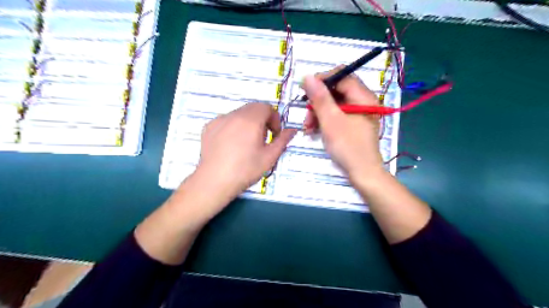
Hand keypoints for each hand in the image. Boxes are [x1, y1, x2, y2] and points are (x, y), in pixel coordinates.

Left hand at [192, 102, 295, 204]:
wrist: (214, 181)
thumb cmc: (245, 170)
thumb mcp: (269, 157)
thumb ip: (283, 140)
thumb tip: (293, 130)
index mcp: (251, 120)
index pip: (266, 107)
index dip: (274, 119)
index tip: (274, 135)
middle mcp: (234, 115)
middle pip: (253, 108)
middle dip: (262, 120)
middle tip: (262, 140)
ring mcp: (219, 120)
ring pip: (239, 114)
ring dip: (248, 123)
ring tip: (246, 143)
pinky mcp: (209, 127)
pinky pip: (226, 121)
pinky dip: (233, 127)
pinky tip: (231, 145)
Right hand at [300, 68, 384, 182]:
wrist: (362, 173)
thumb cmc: (348, 146)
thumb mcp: (330, 120)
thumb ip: (320, 98)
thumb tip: (308, 76)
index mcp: (363, 96)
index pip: (342, 76)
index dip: (322, 79)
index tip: (305, 89)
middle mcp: (363, 101)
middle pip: (337, 90)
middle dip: (318, 101)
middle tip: (306, 114)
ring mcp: (359, 113)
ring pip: (334, 104)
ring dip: (318, 112)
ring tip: (308, 127)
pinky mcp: (353, 124)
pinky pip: (337, 115)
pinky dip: (325, 120)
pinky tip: (314, 130)